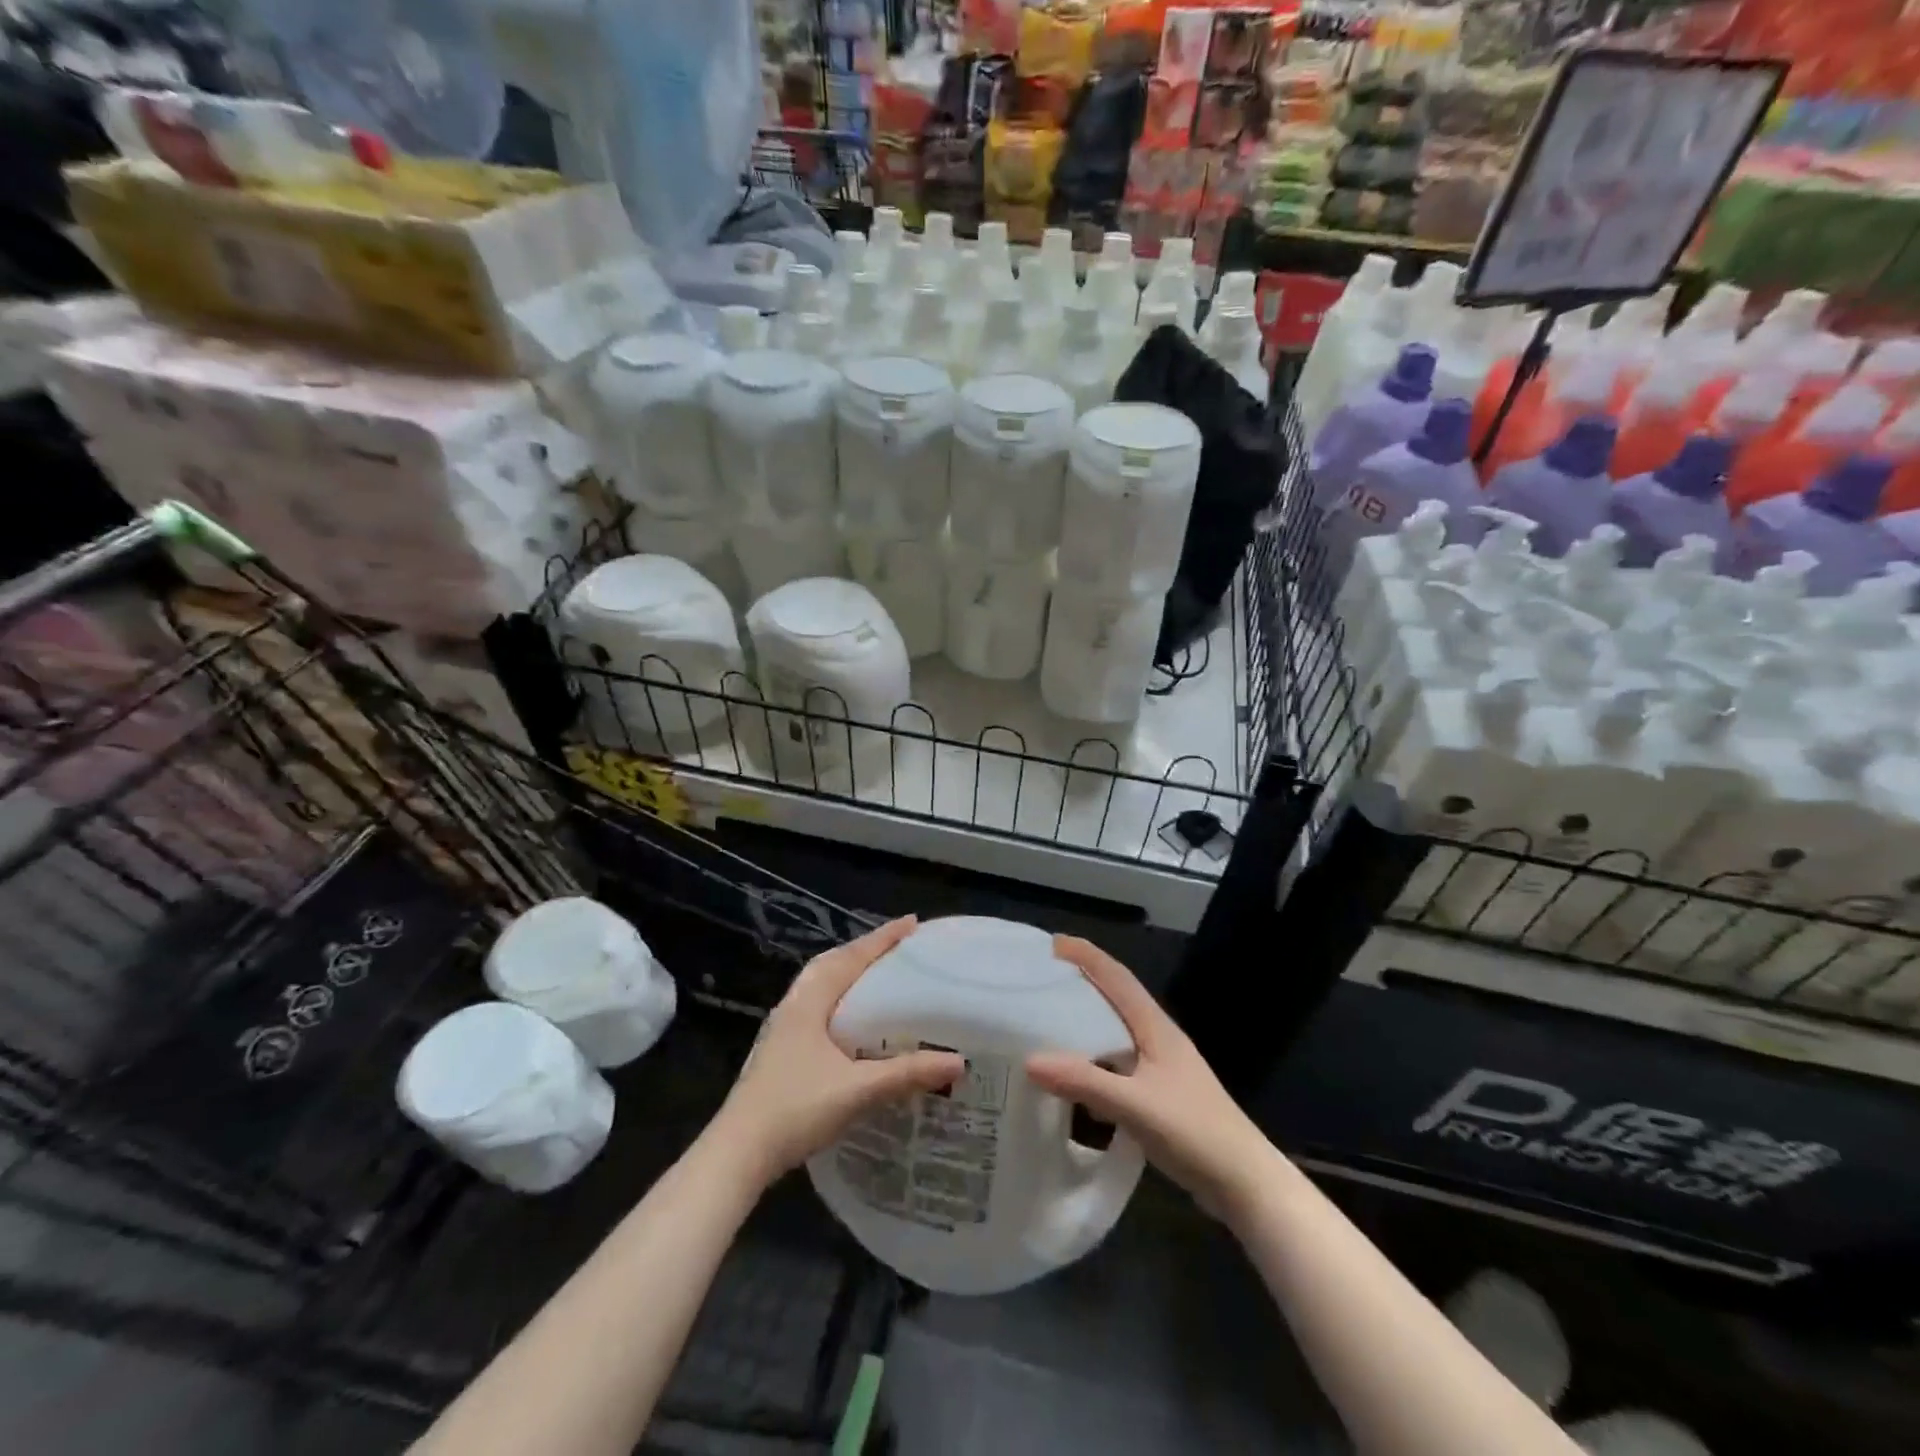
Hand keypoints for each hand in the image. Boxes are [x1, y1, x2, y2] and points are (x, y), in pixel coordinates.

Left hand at [713, 916, 964, 1185]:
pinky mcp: (781, 1051)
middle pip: (833, 965)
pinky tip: (854, 1021)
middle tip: (899, 948)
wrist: (737, 1153)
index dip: (882, 938)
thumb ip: (906, 1074)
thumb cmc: (795, 1110)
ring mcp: (783, 1029)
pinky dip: (841, 999)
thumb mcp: (857, 1090)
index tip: (912, 922)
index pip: (851, 957)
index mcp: (809, 1002)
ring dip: (850, 974)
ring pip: (822, 986)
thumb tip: (957, 1061)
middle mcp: (794, 1006)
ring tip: (880, 976)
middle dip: (865, 951)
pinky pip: (818, 1008)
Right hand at [1026, 936, 1281, 1223]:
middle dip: (1081, 981)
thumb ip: (1084, 1082)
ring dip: (1086, 1020)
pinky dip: (1093, 1057)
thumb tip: (1029, 1059)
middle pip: (1116, 997)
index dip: (1087, 955)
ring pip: (1116, 1030)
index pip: (1117, 977)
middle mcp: (1158, 1038)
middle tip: (1040, 978)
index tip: (1051, 943)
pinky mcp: (1159, 1094)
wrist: (1245, 1184)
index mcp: (1156, 1027)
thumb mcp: (1136, 1105)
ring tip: (1047, 1019)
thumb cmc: (1195, 1132)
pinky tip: (1074, 1073)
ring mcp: (1161, 1067)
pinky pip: (1117, 1062)